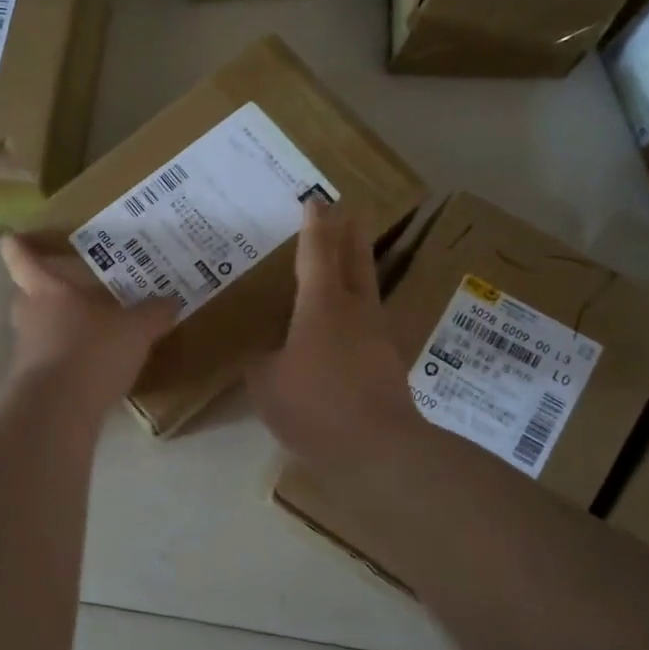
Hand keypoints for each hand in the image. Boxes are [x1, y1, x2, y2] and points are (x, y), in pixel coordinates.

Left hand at [0, 235, 176, 414]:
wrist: (58, 409)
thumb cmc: (91, 351)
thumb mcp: (135, 330)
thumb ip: (153, 314)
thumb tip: (171, 301)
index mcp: (47, 290)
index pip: (21, 259)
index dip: (18, 246)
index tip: (14, 237)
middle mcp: (30, 316)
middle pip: (28, 295)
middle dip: (46, 291)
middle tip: (73, 289)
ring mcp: (27, 351)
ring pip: (40, 330)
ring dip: (60, 329)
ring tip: (91, 330)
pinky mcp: (33, 382)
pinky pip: (50, 361)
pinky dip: (67, 360)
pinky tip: (94, 367)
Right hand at [248, 200, 425, 472]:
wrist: (376, 449)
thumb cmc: (314, 406)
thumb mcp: (266, 383)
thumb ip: (261, 362)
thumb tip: (264, 355)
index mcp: (322, 306)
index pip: (317, 253)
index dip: (314, 226)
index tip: (316, 201)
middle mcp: (355, 311)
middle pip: (355, 260)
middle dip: (350, 233)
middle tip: (351, 210)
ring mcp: (377, 336)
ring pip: (367, 290)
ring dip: (359, 268)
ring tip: (348, 262)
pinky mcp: (387, 363)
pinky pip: (368, 323)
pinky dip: (356, 311)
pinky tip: (346, 326)